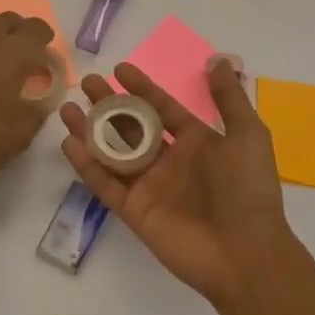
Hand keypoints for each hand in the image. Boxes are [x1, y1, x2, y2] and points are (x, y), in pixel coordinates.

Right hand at [60, 58, 290, 307]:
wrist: (246, 253)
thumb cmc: (247, 190)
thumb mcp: (248, 135)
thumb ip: (229, 99)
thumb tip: (219, 60)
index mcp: (195, 141)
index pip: (161, 107)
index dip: (141, 88)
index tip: (119, 69)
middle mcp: (168, 160)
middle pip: (130, 125)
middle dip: (108, 104)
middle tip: (87, 83)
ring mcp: (149, 186)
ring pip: (112, 152)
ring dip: (90, 130)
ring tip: (67, 109)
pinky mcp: (134, 211)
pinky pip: (105, 183)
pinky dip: (87, 165)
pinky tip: (70, 143)